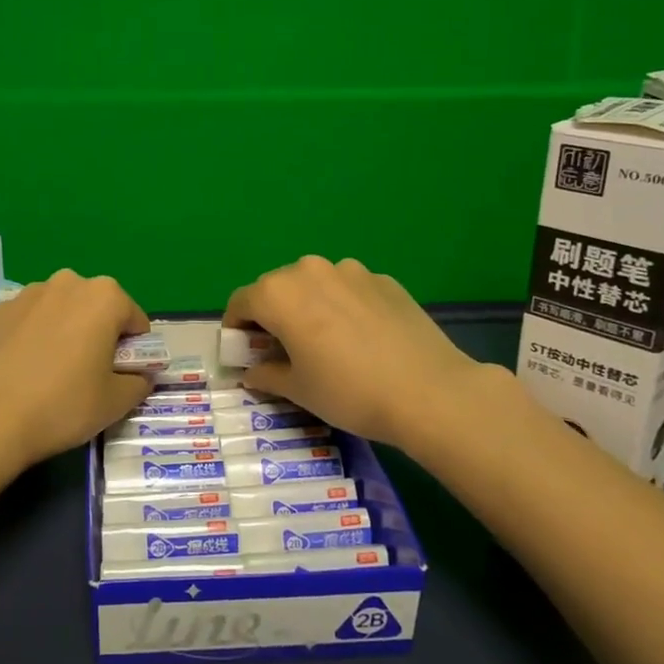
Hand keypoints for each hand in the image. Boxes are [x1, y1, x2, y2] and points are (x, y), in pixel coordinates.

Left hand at [0, 270, 153, 473]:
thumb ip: (139, 382)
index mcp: (105, 296)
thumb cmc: (64, 405)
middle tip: (90, 374)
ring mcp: (28, 293)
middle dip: (99, 334)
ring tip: (53, 372)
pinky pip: (30, 320)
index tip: (121, 376)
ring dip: (66, 331)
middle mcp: (68, 283)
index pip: (135, 321)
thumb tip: (140, 376)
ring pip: (62, 310)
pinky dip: (35, 336)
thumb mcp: (117, 402)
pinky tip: (25, 369)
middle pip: (97, 308)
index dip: (135, 351)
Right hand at [225, 255, 490, 447]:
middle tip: (281, 349)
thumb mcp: (297, 390)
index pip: (241, 302)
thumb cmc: (348, 392)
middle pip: (276, 288)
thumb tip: (252, 371)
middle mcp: (310, 270)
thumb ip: (266, 374)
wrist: (429, 391)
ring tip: (324, 342)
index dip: (235, 328)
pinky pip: (348, 289)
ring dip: (307, 306)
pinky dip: (341, 307)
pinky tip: (360, 339)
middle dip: (271, 315)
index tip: (242, 352)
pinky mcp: (383, 280)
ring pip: (314, 284)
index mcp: (279, 294)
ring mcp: (351, 271)